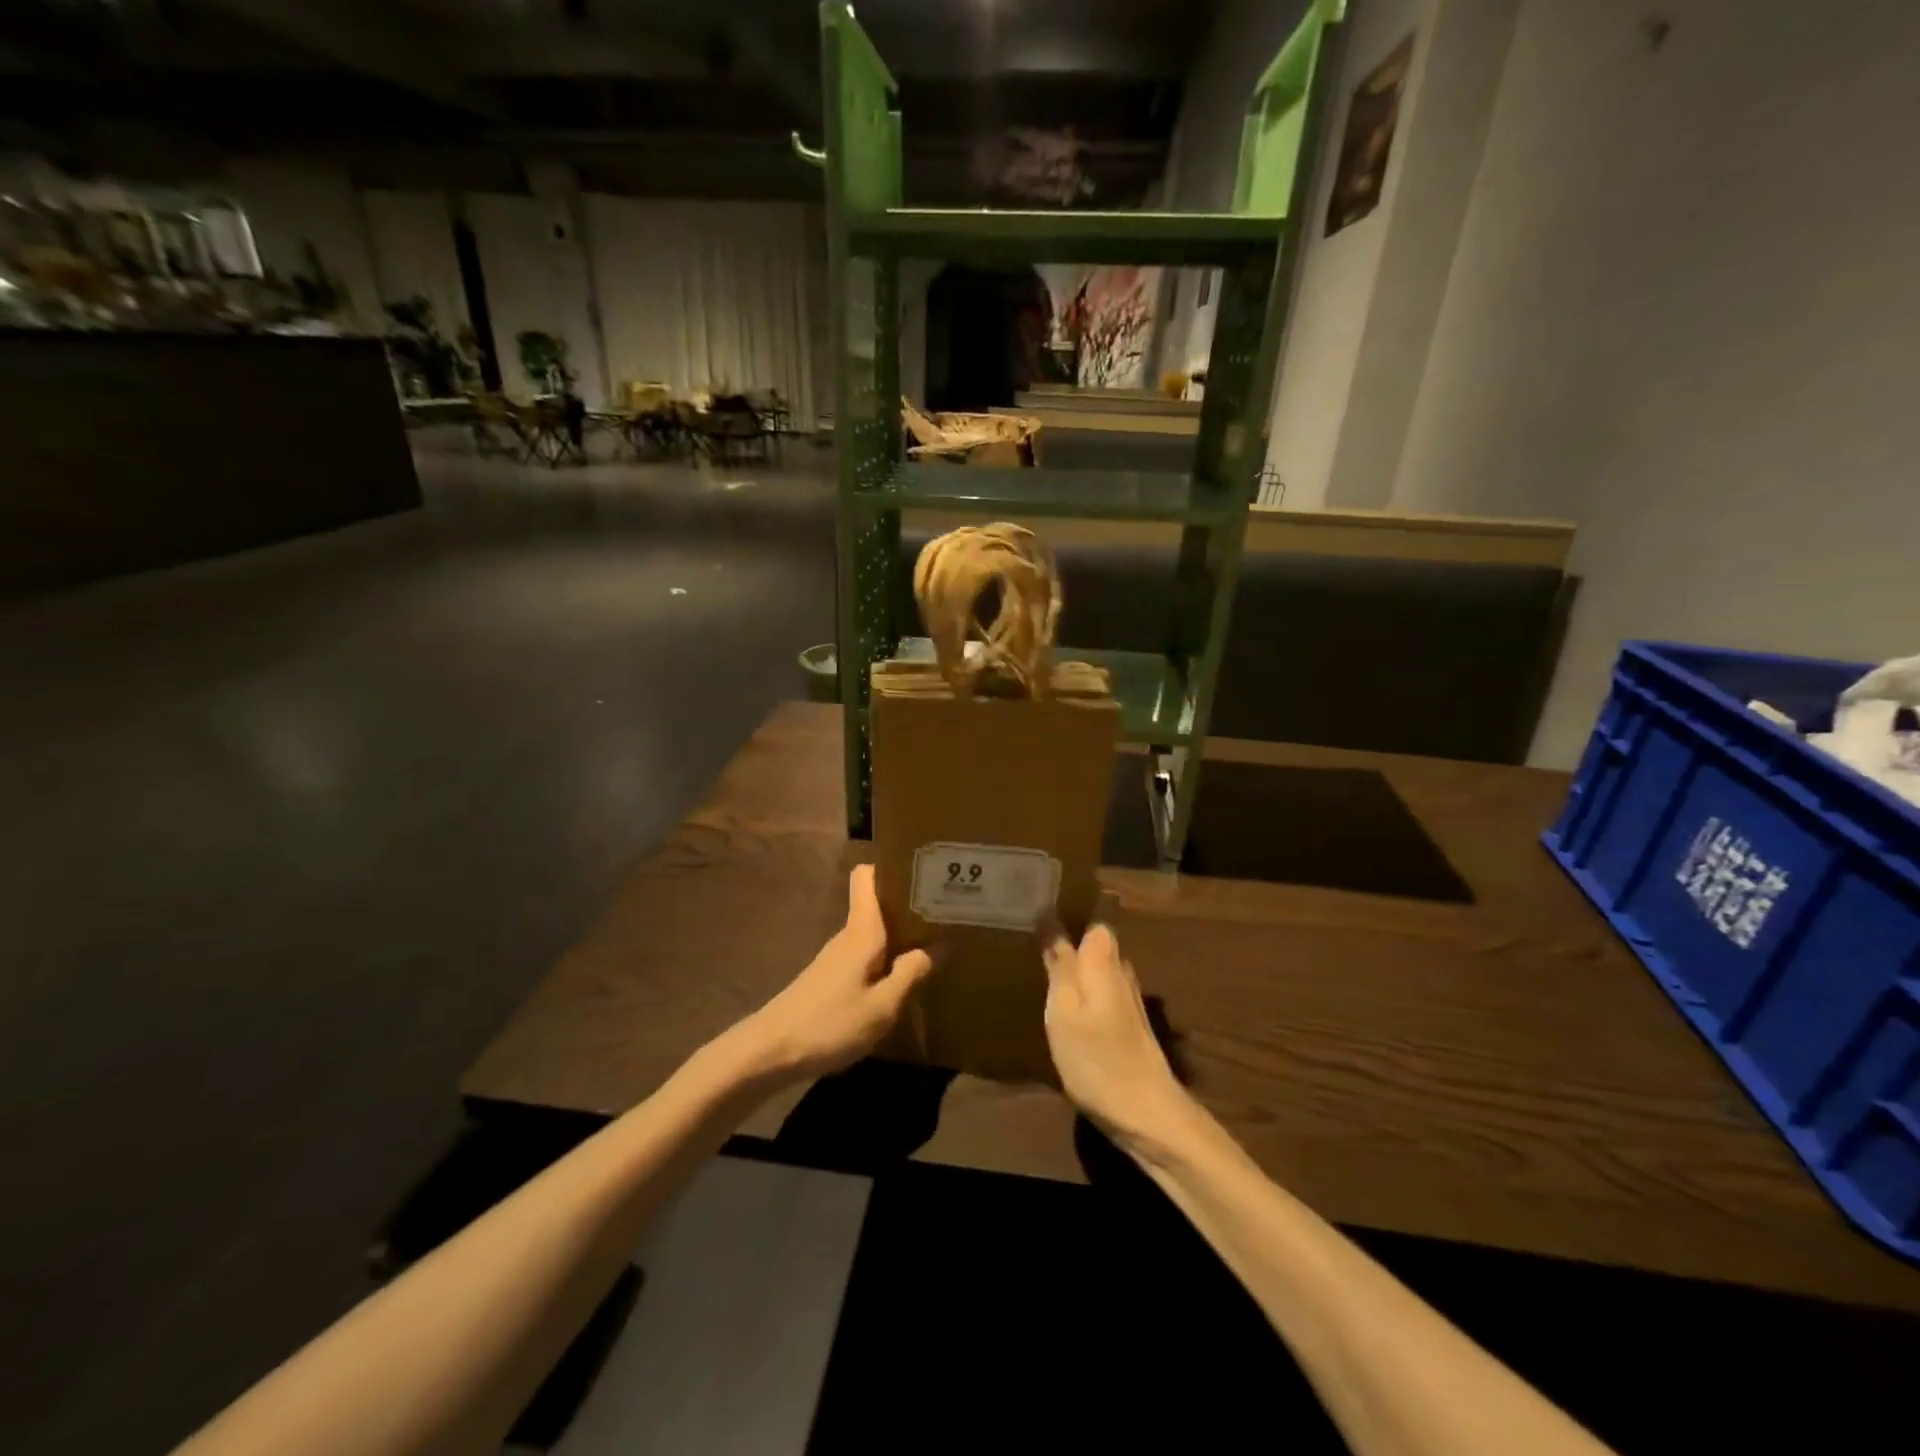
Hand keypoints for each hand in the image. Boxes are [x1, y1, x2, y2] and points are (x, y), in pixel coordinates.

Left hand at [731, 864, 936, 1082]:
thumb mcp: (882, 1006)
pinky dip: (887, 957)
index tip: (923, 872)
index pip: (867, 876)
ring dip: (901, 934)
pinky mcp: (831, 978)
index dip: (891, 867)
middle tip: (948, 911)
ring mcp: (837, 957)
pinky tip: (904, 977)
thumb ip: (911, 973)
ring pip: (874, 931)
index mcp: (861, 931)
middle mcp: (848, 935)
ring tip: (936, 942)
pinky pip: (866, 954)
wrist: (770, 1052)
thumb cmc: (830, 1024)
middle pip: (877, 903)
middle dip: (909, 904)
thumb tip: (941, 943)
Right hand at [1040, 922, 1187, 1145]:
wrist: (1145, 1113)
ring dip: (1075, 966)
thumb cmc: (1096, 1057)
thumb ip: (1059, 962)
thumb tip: (1048, 916)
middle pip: (1095, 943)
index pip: (1092, 918)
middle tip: (1030, 938)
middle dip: (1070, 937)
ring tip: (1040, 967)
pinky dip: (1083, 991)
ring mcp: (1128, 999)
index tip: (1039, 910)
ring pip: (1098, 969)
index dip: (1069, 911)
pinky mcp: (1128, 1025)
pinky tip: (1063, 1004)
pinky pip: (1100, 992)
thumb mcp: (1064, 1008)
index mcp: (1104, 959)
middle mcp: (1121, 971)